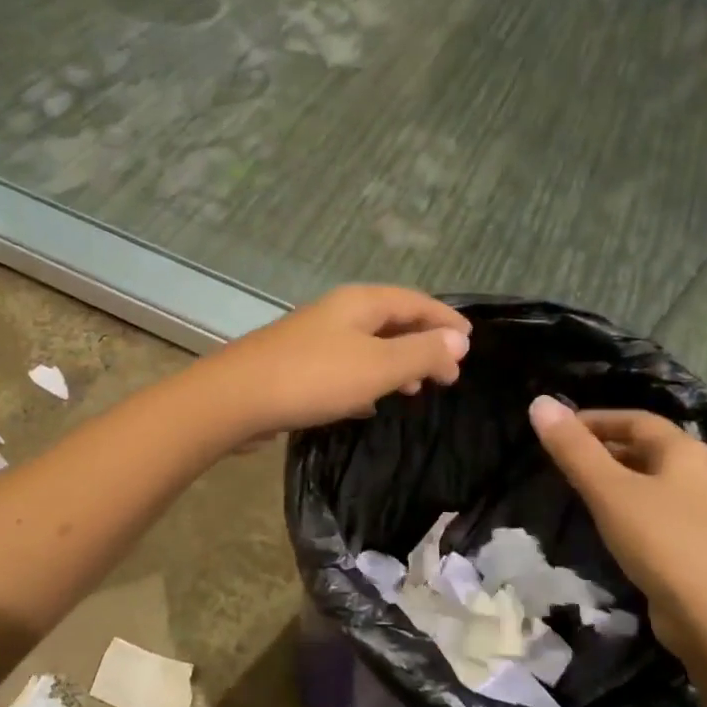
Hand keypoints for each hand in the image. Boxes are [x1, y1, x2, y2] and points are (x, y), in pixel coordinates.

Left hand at [206, 286, 469, 438]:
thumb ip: (421, 353)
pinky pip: (344, 368)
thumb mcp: (378, 367)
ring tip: (414, 390)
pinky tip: (368, 405)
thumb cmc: (313, 378)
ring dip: (395, 364)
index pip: (415, 301)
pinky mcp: (297, 366)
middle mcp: (337, 313)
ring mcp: (313, 339)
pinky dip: (365, 381)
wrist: (235, 398)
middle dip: (422, 344)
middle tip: (447, 376)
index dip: (445, 320)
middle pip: (391, 321)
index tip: (470, 344)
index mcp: (360, 303)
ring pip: (367, 346)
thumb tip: (458, 340)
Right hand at [527, 397, 706, 661]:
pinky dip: (629, 510)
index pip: (635, 419)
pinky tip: (610, 530)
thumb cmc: (665, 544)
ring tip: (577, 492)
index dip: (594, 419)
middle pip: (647, 449)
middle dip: (603, 449)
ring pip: (652, 484)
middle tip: (561, 461)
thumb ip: (573, 449)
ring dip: (615, 481)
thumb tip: (539, 402)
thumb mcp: (609, 491)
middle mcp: (702, 475)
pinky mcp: (702, 549)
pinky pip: (659, 514)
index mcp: (685, 452)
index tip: (556, 431)